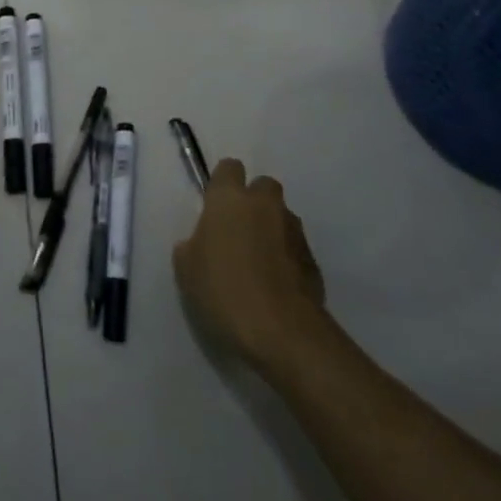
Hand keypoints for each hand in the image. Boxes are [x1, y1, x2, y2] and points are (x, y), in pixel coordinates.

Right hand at [173, 160, 331, 373]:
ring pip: (281, 216)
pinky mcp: (313, 258)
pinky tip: (275, 284)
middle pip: (262, 186)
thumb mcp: (186, 270)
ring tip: (258, 263)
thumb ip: (192, 245)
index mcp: (229, 199)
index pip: (228, 168)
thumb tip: (201, 242)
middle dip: (253, 201)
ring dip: (271, 229)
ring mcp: (293, 230)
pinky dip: (286, 257)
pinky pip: (294, 246)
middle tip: (237, 232)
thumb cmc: (224, 292)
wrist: (283, 332)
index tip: (214, 207)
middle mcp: (264, 205)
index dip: (221, 184)